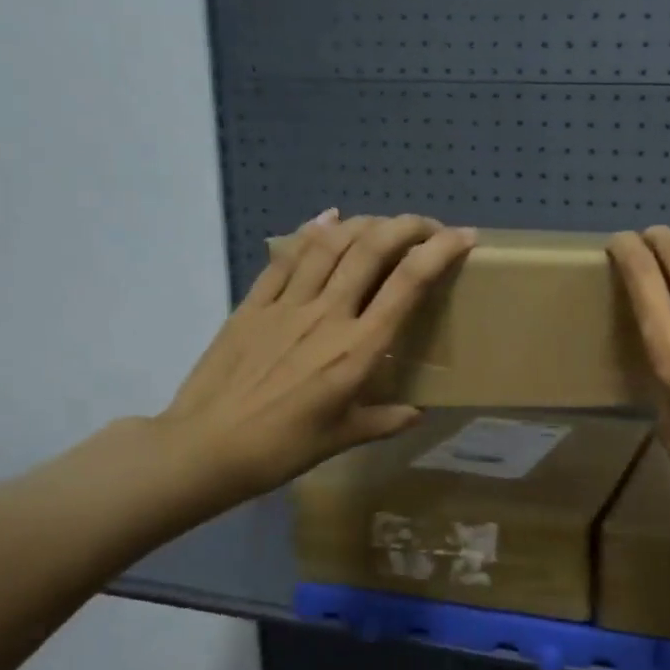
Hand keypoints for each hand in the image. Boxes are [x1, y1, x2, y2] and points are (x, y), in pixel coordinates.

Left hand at [157, 211, 475, 505]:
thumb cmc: (283, 448)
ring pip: (330, 244)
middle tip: (427, 226)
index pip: (408, 283)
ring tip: (384, 224)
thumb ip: (386, 420)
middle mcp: (327, 314)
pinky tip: (328, 221)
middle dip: (407, 226)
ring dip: (364, 224)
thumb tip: (417, 413)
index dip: (440, 252)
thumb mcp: (344, 438)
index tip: (464, 237)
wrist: (206, 447)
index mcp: (358, 349)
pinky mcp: (253, 304)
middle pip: (372, 249)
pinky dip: (312, 233)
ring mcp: (286, 305)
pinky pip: (287, 257)